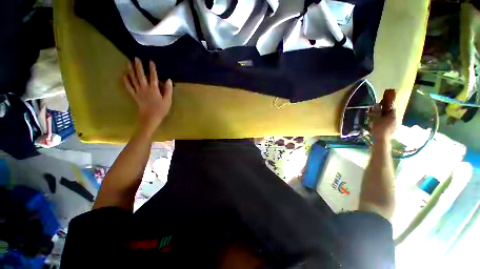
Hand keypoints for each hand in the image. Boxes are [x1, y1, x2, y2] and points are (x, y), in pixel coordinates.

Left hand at [124, 57, 172, 133]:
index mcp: (154, 89)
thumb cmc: (160, 109)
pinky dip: (126, 80)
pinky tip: (124, 75)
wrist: (150, 117)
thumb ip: (168, 90)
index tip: (151, 61)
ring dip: (131, 70)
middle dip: (138, 66)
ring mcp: (138, 91)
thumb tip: (168, 80)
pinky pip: (129, 86)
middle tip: (136, 58)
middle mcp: (144, 88)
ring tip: (128, 63)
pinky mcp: (134, 95)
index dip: (152, 68)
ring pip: (133, 79)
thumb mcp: (168, 100)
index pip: (153, 76)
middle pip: (141, 75)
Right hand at [368, 107, 396, 142]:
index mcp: (393, 116)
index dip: (386, 108)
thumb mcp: (375, 118)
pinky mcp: (393, 131)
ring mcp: (395, 126)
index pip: (392, 109)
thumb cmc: (378, 127)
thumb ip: (376, 111)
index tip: (380, 109)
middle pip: (391, 115)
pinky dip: (386, 126)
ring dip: (385, 120)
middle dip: (385, 115)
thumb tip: (377, 104)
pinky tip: (381, 128)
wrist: (381, 138)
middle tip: (378, 116)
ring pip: (390, 121)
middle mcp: (396, 120)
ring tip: (378, 122)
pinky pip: (390, 126)